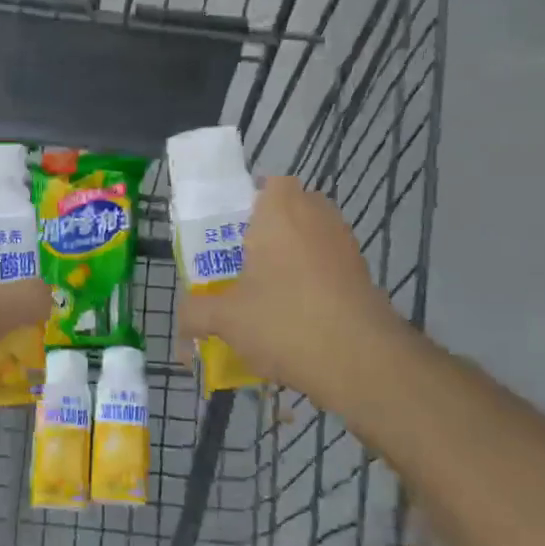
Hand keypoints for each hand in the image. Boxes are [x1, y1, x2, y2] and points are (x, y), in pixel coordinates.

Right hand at [177, 177, 412, 406]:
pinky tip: (293, 318)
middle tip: (239, 264)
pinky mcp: (362, 275)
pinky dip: (311, 283)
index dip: (247, 204)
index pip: (267, 183)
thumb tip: (181, 324)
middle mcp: (317, 216)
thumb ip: (195, 313)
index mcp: (281, 209)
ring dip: (289, 260)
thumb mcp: (225, 318)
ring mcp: (345, 245)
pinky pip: (327, 267)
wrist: (362, 362)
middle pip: (288, 212)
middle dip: (266, 234)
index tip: (228, 233)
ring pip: (309, 241)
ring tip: (263, 295)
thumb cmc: (285, 320)